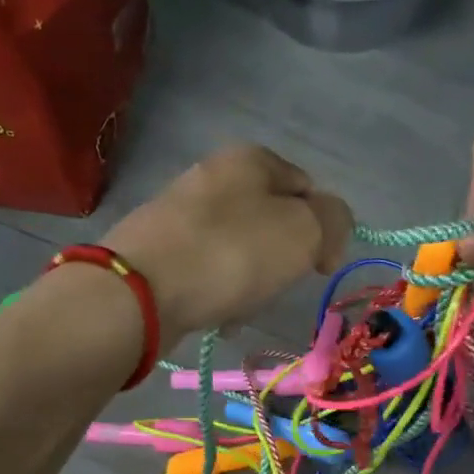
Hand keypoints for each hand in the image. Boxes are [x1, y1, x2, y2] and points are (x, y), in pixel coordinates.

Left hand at [105, 145, 353, 338]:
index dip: (323, 227)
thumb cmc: (233, 253)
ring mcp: (181, 212)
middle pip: (272, 221)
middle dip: (281, 259)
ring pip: (240, 250)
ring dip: (250, 281)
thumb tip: (327, 230)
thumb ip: (333, 220)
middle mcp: (213, 176)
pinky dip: (217, 293)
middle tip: (276, 285)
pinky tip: (215, 315)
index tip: (320, 266)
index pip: (308, 186)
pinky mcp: (159, 248)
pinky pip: (207, 270)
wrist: (140, 290)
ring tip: (240, 307)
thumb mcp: (304, 230)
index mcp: (251, 159)